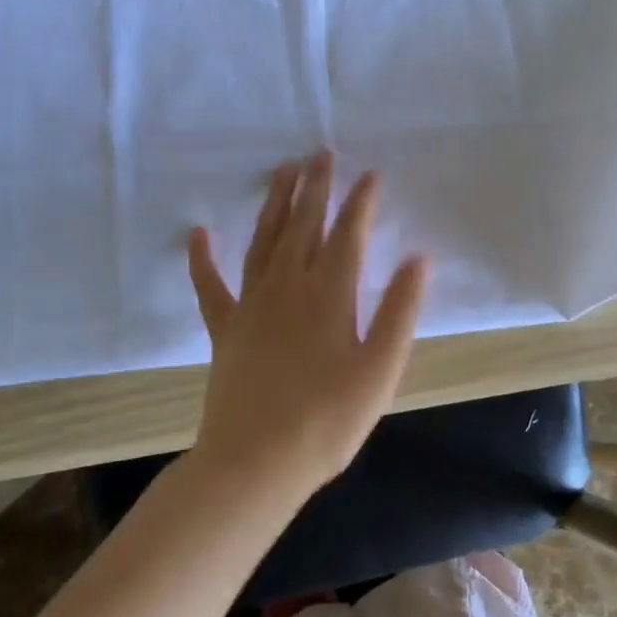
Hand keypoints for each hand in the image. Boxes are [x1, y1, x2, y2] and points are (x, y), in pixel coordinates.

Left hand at [187, 153, 429, 500]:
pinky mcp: (224, 327)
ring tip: (283, 171)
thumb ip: (400, 311)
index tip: (370, 174)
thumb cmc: (327, 421)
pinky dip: (202, 258)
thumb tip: (419, 259)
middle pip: (304, 225)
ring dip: (274, 203)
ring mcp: (251, 304)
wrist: (255, 464)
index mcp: (329, 295)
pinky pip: (210, 285)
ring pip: (264, 240)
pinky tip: (198, 233)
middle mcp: (289, 286)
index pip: (348, 234)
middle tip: (321, 153)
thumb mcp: (380, 370)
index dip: (360, 202)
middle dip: (316, 187)